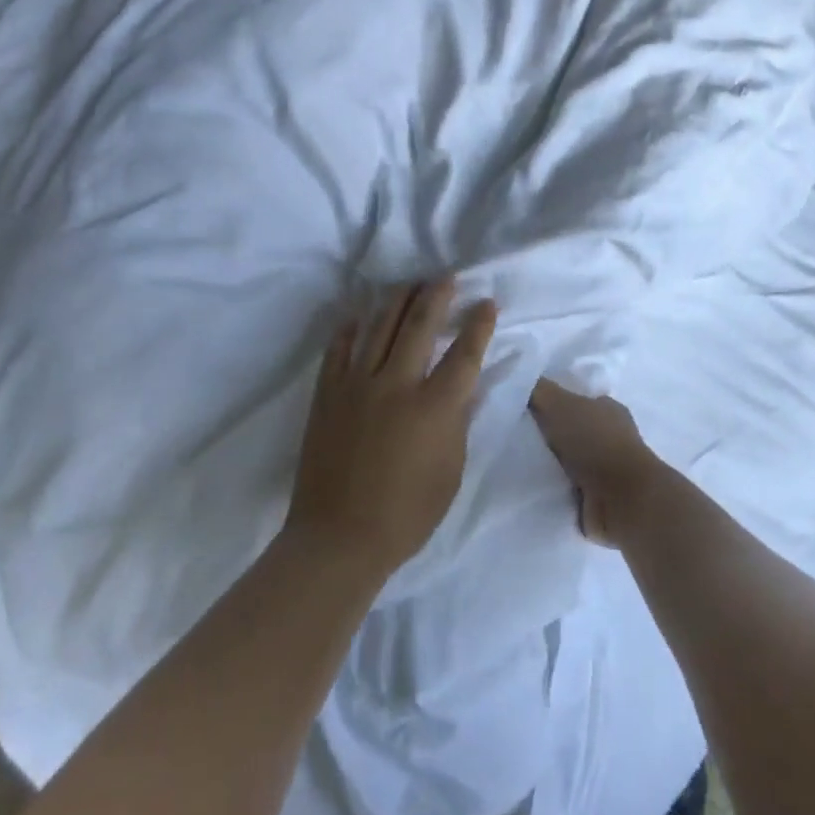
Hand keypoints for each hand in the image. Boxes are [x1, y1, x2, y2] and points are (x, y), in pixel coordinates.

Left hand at [289, 279, 498, 577]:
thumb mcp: (450, 472)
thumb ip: (456, 423)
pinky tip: (358, 315)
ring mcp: (356, 386)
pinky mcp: (327, 395)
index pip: (464, 353)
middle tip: (445, 277)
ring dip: (396, 301)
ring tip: (408, 284)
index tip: (486, 303)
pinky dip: (350, 328)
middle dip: (436, 296)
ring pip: (378, 328)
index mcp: (434, 407)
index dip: (478, 325)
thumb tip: (460, 390)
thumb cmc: (407, 515)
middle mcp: (396, 384)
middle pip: (419, 325)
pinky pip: (338, 349)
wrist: (339, 537)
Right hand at [527, 379, 656, 549]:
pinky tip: (531, 485)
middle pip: (571, 430)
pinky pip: (567, 487)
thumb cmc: (595, 443)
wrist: (622, 499)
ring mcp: (607, 469)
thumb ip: (540, 390)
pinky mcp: (599, 497)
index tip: (524, 408)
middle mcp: (610, 436)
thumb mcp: (560, 404)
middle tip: (514, 435)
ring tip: (517, 462)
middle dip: (548, 434)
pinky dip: (553, 487)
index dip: (552, 402)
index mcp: (607, 409)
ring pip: (568, 460)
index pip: (576, 399)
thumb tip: (519, 379)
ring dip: (549, 463)